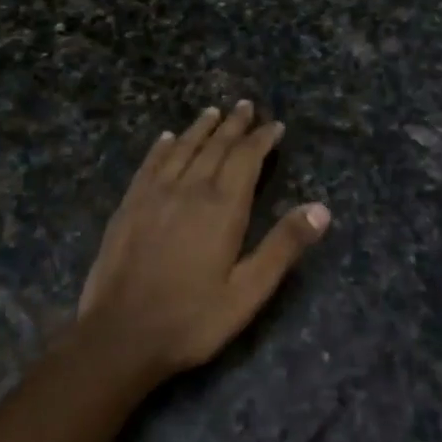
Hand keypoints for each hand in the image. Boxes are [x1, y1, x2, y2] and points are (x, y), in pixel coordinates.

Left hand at [77, 102, 330, 380]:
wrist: (120, 335)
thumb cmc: (192, 319)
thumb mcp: (248, 292)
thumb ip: (283, 246)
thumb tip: (321, 208)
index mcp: (222, 207)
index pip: (246, 158)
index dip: (262, 139)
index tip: (275, 125)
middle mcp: (189, 189)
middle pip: (216, 146)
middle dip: (234, 125)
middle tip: (246, 106)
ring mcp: (155, 194)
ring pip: (183, 148)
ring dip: (201, 128)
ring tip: (214, 112)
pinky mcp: (129, 205)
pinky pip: (150, 164)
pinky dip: (162, 147)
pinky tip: (167, 138)